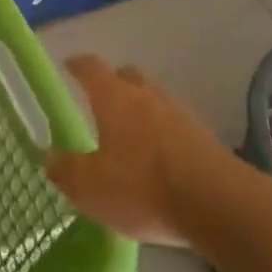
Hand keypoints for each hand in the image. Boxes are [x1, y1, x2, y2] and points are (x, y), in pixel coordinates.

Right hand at [46, 56, 240, 246]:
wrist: (221, 206)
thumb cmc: (144, 188)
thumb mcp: (90, 187)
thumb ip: (66, 170)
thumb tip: (50, 157)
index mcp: (114, 99)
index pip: (91, 68)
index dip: (77, 65)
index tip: (68, 65)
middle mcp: (147, 97)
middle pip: (127, 77)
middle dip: (112, 83)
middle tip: (99, 101)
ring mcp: (180, 116)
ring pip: (154, 100)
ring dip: (141, 111)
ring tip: (130, 136)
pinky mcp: (205, 140)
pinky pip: (175, 127)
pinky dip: (163, 136)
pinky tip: (158, 162)